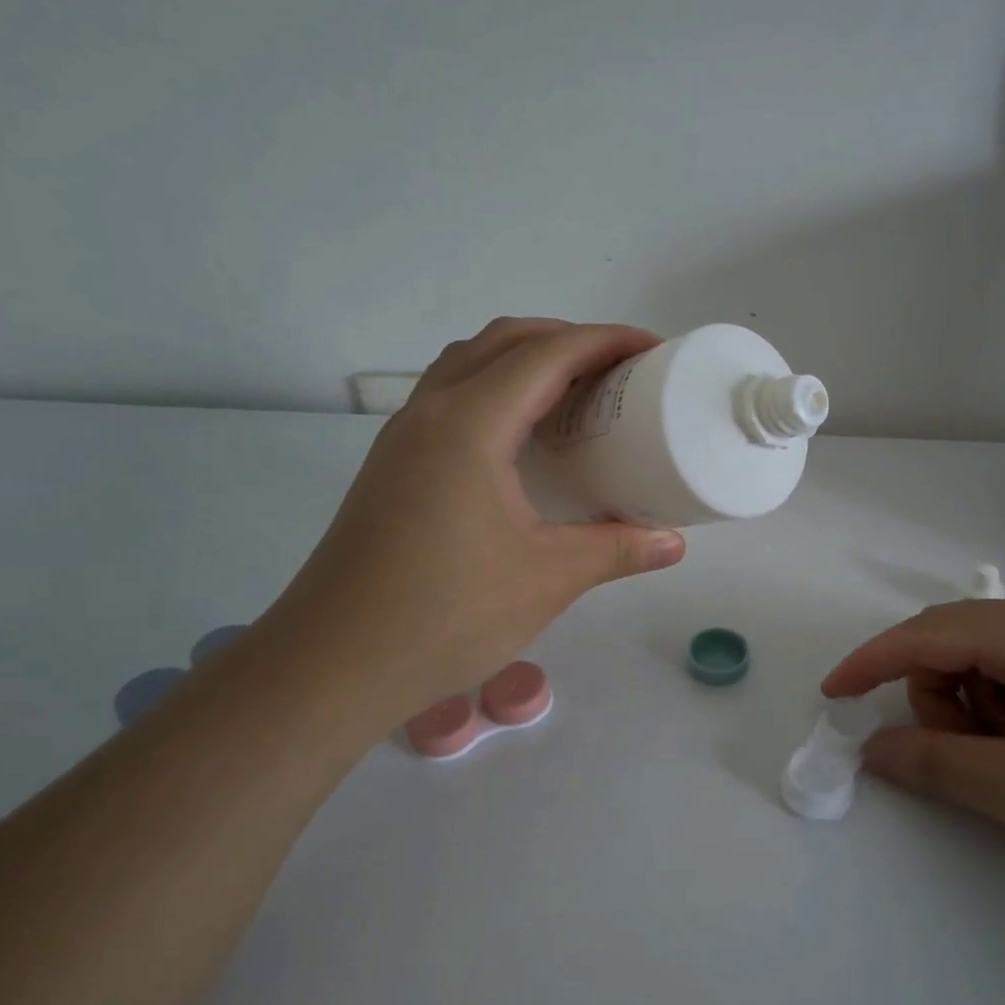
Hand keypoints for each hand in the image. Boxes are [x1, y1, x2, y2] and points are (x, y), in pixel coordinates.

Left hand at [263, 319, 686, 730]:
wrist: (331, 664)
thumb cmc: (444, 616)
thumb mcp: (547, 580)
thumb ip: (616, 550)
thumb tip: (673, 542)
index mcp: (468, 426)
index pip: (546, 354)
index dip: (605, 341)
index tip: (652, 349)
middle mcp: (429, 413)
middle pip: (504, 342)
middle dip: (568, 340)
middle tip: (620, 371)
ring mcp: (403, 437)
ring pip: (470, 365)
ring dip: (527, 360)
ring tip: (577, 394)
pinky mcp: (393, 465)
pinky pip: (452, 398)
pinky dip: (497, 391)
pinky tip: (525, 440)